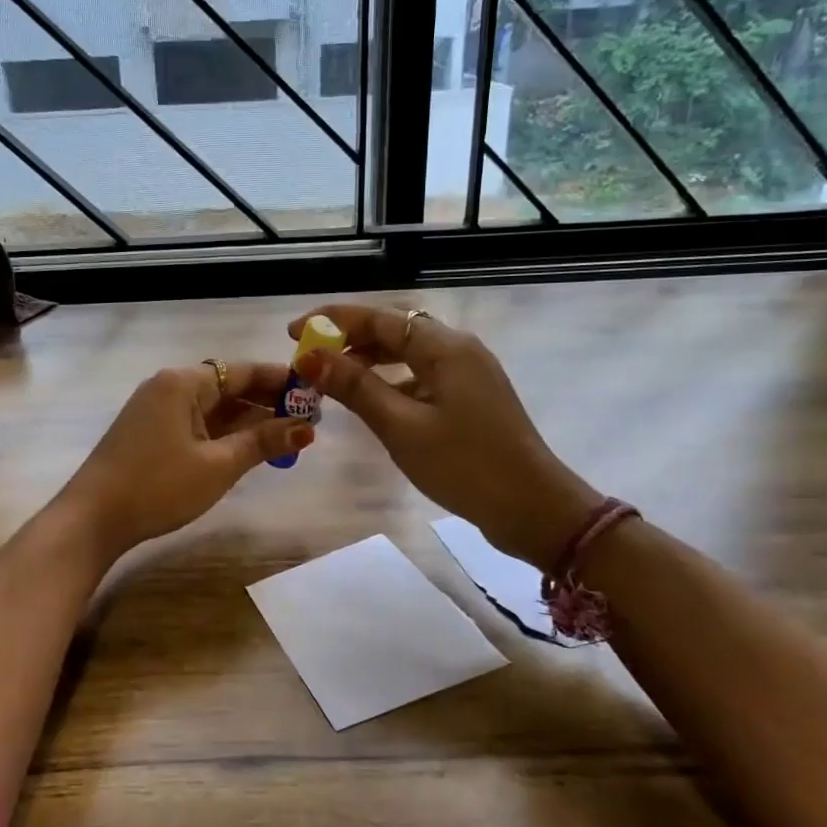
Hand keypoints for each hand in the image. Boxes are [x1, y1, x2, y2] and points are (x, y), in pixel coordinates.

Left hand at [58, 361, 311, 559]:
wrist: (92, 519)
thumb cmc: (158, 487)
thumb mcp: (218, 465)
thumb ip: (263, 441)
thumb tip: (307, 428)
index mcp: (183, 382)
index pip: (242, 371)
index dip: (280, 381)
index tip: (315, 393)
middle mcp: (169, 387)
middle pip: (227, 387)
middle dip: (267, 403)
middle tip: (309, 421)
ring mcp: (157, 411)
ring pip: (213, 408)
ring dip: (248, 421)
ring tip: (288, 436)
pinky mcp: (151, 433)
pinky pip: (197, 424)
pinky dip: (225, 433)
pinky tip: (250, 447)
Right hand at [289, 304, 601, 567]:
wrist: (533, 508)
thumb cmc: (464, 465)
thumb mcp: (401, 427)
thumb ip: (355, 387)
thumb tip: (311, 357)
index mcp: (444, 346)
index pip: (379, 318)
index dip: (333, 321)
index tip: (293, 332)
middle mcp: (458, 349)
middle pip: (394, 330)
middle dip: (348, 340)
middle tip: (308, 358)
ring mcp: (468, 373)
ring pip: (407, 353)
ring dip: (368, 361)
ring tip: (331, 378)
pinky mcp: (470, 397)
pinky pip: (421, 375)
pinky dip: (391, 381)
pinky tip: (371, 400)